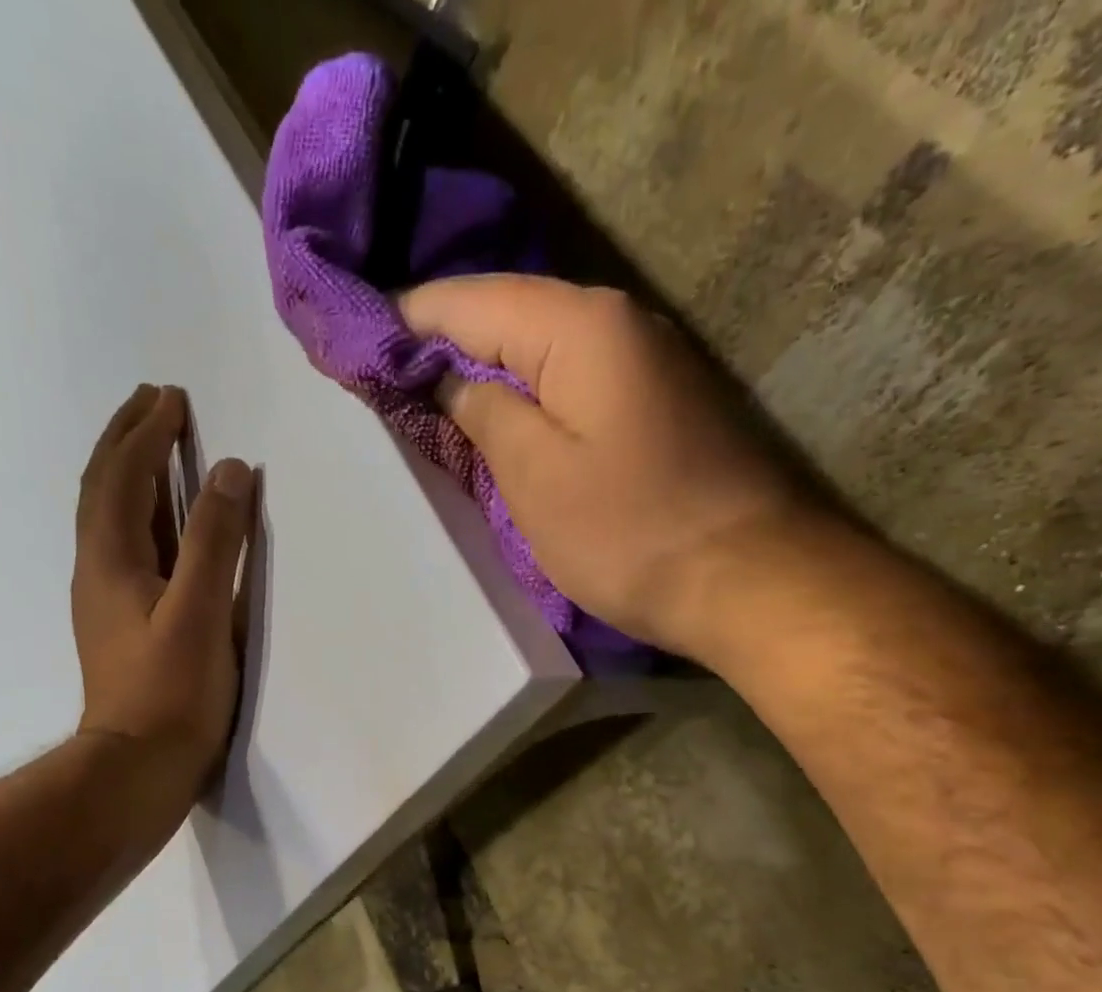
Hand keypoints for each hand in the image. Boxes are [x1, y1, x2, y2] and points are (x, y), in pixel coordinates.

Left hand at [71, 383, 256, 792]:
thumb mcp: (200, 614)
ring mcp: (106, 599)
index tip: (171, 397)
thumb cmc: (170, 693)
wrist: (137, 768)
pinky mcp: (122, 624)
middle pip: (104, 488)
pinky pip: (127, 548)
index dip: (146, 434)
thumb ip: (215, 542)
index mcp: (111, 560)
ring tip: (156, 447)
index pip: (122, 477)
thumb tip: (232, 472)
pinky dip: (143, 516)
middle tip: (154, 403)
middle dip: (128, 440)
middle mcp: (99, 570)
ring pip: (112, 518)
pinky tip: (160, 525)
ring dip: (131, 473)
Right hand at [399, 276, 809, 656]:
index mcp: (578, 326)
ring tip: (424, 397)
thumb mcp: (536, 476)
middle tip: (380, 377)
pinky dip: (526, 395)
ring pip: (539, 350)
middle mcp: (616, 321)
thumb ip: (482, 413)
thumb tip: (448, 377)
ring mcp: (644, 361)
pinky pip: (571, 382)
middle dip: (439, 342)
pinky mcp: (657, 403)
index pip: (466, 300)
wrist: (750, 581)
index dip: (403, 320)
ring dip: (483, 369)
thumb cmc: (630, 533)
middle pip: (505, 315)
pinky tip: (497, 419)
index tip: (352, 345)